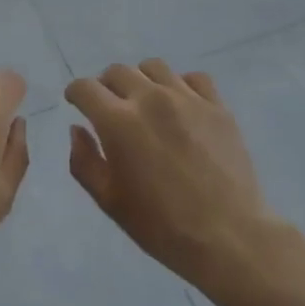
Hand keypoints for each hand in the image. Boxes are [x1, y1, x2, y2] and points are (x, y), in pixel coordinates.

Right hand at [66, 60, 276, 290]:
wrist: (229, 238)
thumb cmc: (161, 225)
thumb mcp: (109, 201)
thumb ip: (84, 161)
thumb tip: (77, 129)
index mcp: (118, 121)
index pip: (85, 88)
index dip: (75, 93)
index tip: (77, 103)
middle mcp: (150, 99)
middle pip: (117, 71)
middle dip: (105, 86)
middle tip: (109, 108)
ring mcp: (187, 99)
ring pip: (154, 67)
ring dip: (141, 80)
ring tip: (145, 102)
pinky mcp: (217, 106)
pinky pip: (193, 78)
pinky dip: (180, 85)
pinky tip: (180, 106)